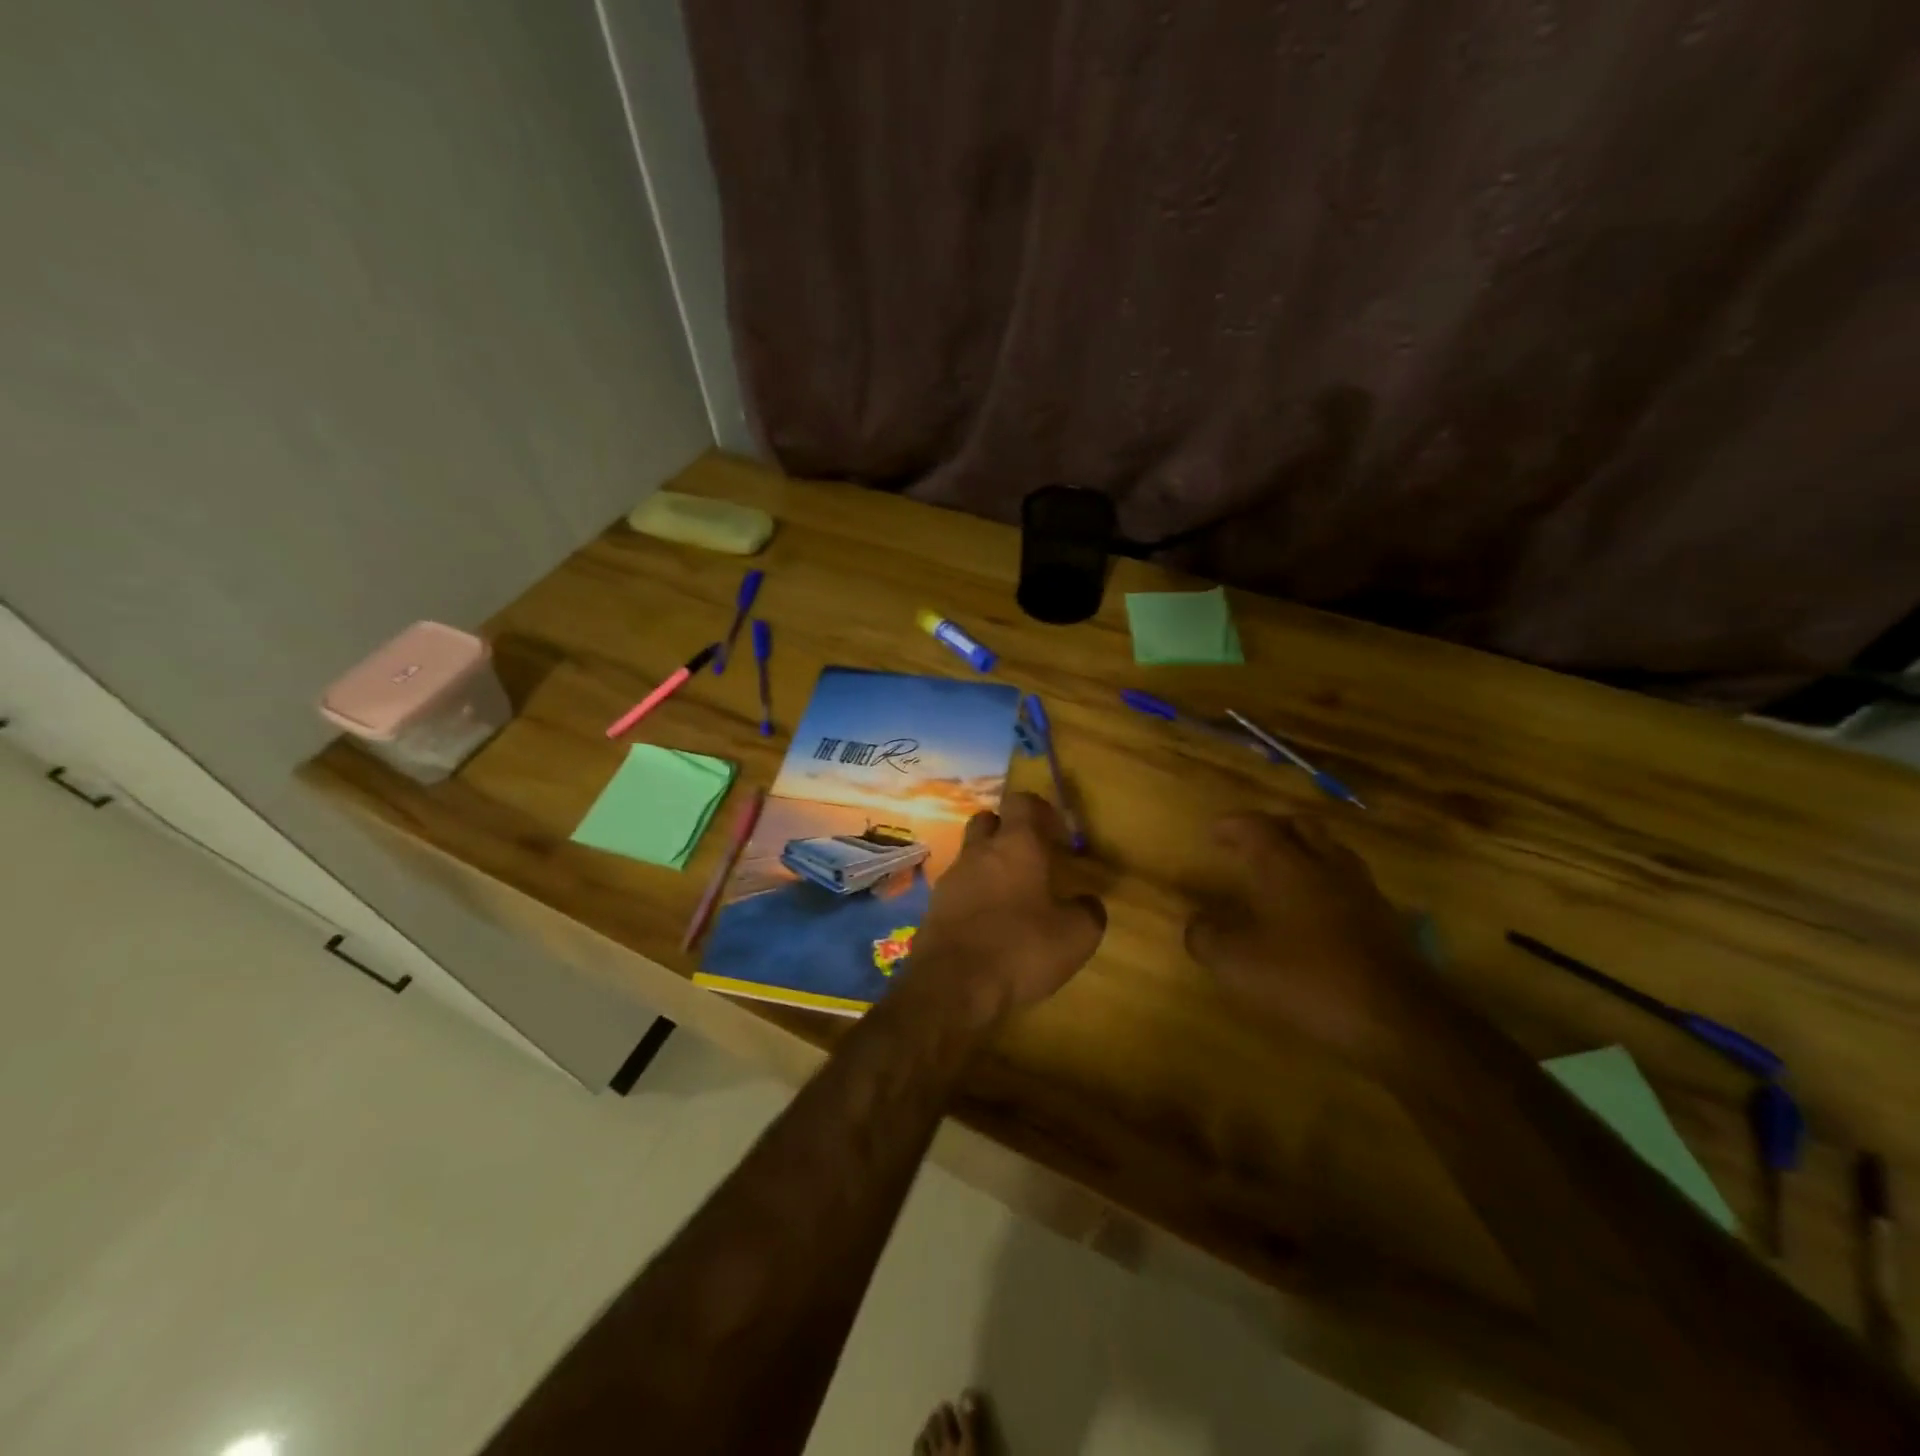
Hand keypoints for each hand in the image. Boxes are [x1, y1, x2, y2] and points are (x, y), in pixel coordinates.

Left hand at [909, 793, 1106, 1024]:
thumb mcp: (1075, 937)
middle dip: (1008, 831)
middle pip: (988, 821)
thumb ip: (1088, 912)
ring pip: (971, 854)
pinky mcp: (933, 907)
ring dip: (989, 865)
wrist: (951, 986)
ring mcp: (951, 878)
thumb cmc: (1019, 949)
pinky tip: (988, 922)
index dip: (1040, 810)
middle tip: (1031, 857)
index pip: (1022, 802)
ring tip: (1011, 895)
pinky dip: (973, 895)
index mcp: (1016, 845)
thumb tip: (1087, 902)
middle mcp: (979, 852)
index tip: (1056, 833)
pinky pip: (958, 887)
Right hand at [1185, 813, 1438, 1066]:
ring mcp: (1362, 891)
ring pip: (1332, 851)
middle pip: (1301, 826)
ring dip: (1306, 851)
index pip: (1256, 827)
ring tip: (1285, 870)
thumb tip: (1196, 924)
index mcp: (1287, 866)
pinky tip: (1317, 910)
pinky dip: (1328, 882)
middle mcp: (1326, 867)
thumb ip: (1207, 938)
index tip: (1214, 832)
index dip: (1232, 825)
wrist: (1397, 1018)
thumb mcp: (1237, 964)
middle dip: (1273, 827)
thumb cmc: (1307, 979)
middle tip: (1251, 843)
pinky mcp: (1385, 920)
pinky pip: (1350, 883)